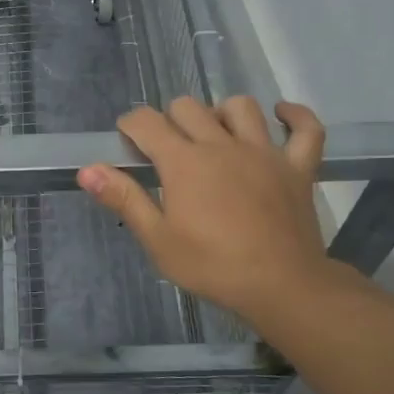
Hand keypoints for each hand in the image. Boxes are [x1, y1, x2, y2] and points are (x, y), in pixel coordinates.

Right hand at [77, 97, 363, 330]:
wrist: (282, 286)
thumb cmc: (213, 266)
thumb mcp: (158, 240)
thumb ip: (124, 198)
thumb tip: (87, 169)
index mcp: (184, 162)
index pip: (147, 122)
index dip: (131, 125)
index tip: (127, 141)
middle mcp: (221, 145)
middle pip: (188, 107)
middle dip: (170, 120)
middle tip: (167, 150)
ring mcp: (264, 152)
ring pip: (240, 107)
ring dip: (222, 113)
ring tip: (215, 135)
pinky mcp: (297, 167)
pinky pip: (306, 130)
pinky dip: (296, 117)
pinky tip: (282, 115)